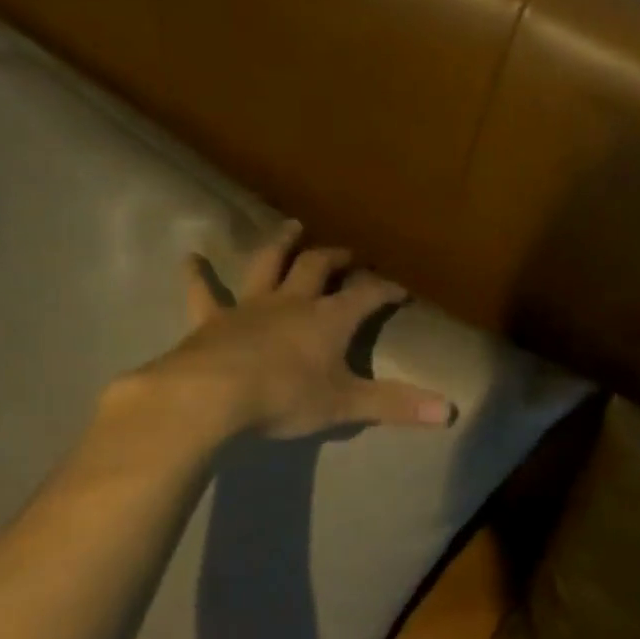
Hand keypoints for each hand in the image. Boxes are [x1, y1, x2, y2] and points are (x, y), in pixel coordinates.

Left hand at [114, 221, 455, 449]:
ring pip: (268, 265)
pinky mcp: (211, 320)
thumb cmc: (285, 397)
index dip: (385, 290)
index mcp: (329, 319)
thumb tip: (450, 412)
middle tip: (350, 253)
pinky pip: (203, 294)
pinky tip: (189, 258)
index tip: (401, 290)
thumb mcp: (346, 404)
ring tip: (292, 226)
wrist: (210, 396)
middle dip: (337, 258)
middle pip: (318, 268)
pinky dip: (197, 276)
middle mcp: (292, 302)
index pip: (366, 296)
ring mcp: (250, 307)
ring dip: (282, 245)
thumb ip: (396, 405)